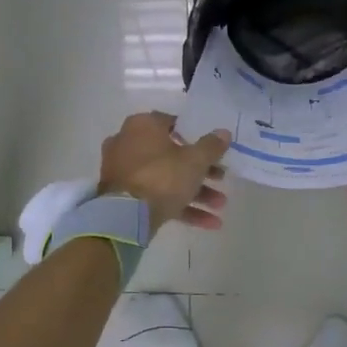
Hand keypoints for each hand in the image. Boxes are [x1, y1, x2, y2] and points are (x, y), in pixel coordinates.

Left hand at [98, 113, 231, 230]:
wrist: (126, 216)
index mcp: (142, 126)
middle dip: (200, 171)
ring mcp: (123, 172)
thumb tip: (224, 132)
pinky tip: (210, 223)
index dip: (195, 136)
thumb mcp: (195, 160)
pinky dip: (180, 207)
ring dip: (195, 192)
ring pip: (165, 178)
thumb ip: (211, 146)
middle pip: (171, 155)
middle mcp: (128, 143)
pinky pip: (155, 197)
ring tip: (220, 206)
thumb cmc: (162, 176)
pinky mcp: (123, 197)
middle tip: (221, 179)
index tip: (212, 149)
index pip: (172, 123)